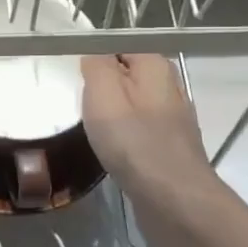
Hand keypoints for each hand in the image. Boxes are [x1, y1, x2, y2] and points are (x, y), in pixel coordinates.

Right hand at [80, 54, 216, 207]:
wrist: (173, 199)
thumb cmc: (133, 142)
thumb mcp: (103, 93)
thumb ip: (96, 64)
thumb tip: (94, 53)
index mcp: (155, 66)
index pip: (118, 46)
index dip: (94, 59)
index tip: (74, 78)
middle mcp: (169, 86)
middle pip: (126, 76)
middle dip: (101, 88)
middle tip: (78, 104)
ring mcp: (172, 119)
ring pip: (132, 104)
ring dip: (111, 114)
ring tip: (90, 128)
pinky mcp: (169, 146)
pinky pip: (138, 130)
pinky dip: (122, 136)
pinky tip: (110, 150)